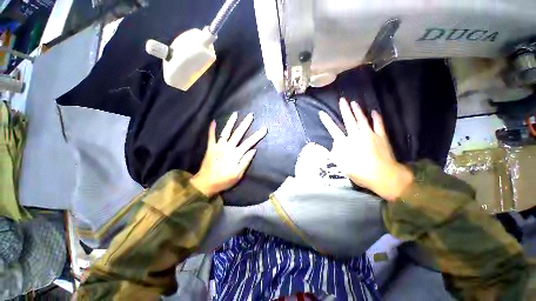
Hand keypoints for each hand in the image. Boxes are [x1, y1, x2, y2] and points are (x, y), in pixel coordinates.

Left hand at [190, 112, 266, 196]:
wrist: (206, 183)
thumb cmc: (224, 180)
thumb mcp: (238, 174)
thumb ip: (245, 161)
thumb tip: (254, 150)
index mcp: (236, 154)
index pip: (249, 143)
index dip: (257, 135)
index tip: (264, 129)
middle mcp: (227, 148)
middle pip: (238, 134)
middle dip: (245, 124)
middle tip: (250, 115)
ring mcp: (218, 146)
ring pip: (225, 132)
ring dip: (230, 122)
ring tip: (235, 114)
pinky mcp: (210, 148)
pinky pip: (211, 137)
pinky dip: (212, 129)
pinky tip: (213, 121)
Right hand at [319, 98, 412, 200]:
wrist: (383, 175)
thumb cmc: (360, 172)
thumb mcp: (342, 165)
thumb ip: (336, 152)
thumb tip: (335, 142)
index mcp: (345, 143)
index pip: (333, 129)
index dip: (327, 121)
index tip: (322, 113)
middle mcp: (356, 136)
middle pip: (349, 120)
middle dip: (344, 109)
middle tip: (342, 100)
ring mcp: (370, 134)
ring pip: (362, 119)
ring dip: (358, 110)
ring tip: (354, 102)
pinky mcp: (381, 136)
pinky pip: (378, 124)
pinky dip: (376, 118)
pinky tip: (374, 112)